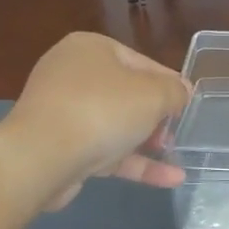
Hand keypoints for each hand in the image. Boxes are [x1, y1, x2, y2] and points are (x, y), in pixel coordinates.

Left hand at [2, 33, 191, 208]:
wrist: (40, 158)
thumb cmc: (102, 111)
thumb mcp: (154, 94)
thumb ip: (175, 91)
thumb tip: (181, 92)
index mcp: (91, 48)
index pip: (143, 62)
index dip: (170, 85)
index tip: (188, 106)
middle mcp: (73, 74)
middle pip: (128, 94)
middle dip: (157, 116)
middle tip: (179, 132)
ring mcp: (63, 112)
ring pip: (116, 125)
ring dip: (148, 142)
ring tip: (176, 156)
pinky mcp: (61, 146)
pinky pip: (106, 150)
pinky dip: (135, 162)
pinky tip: (170, 179)